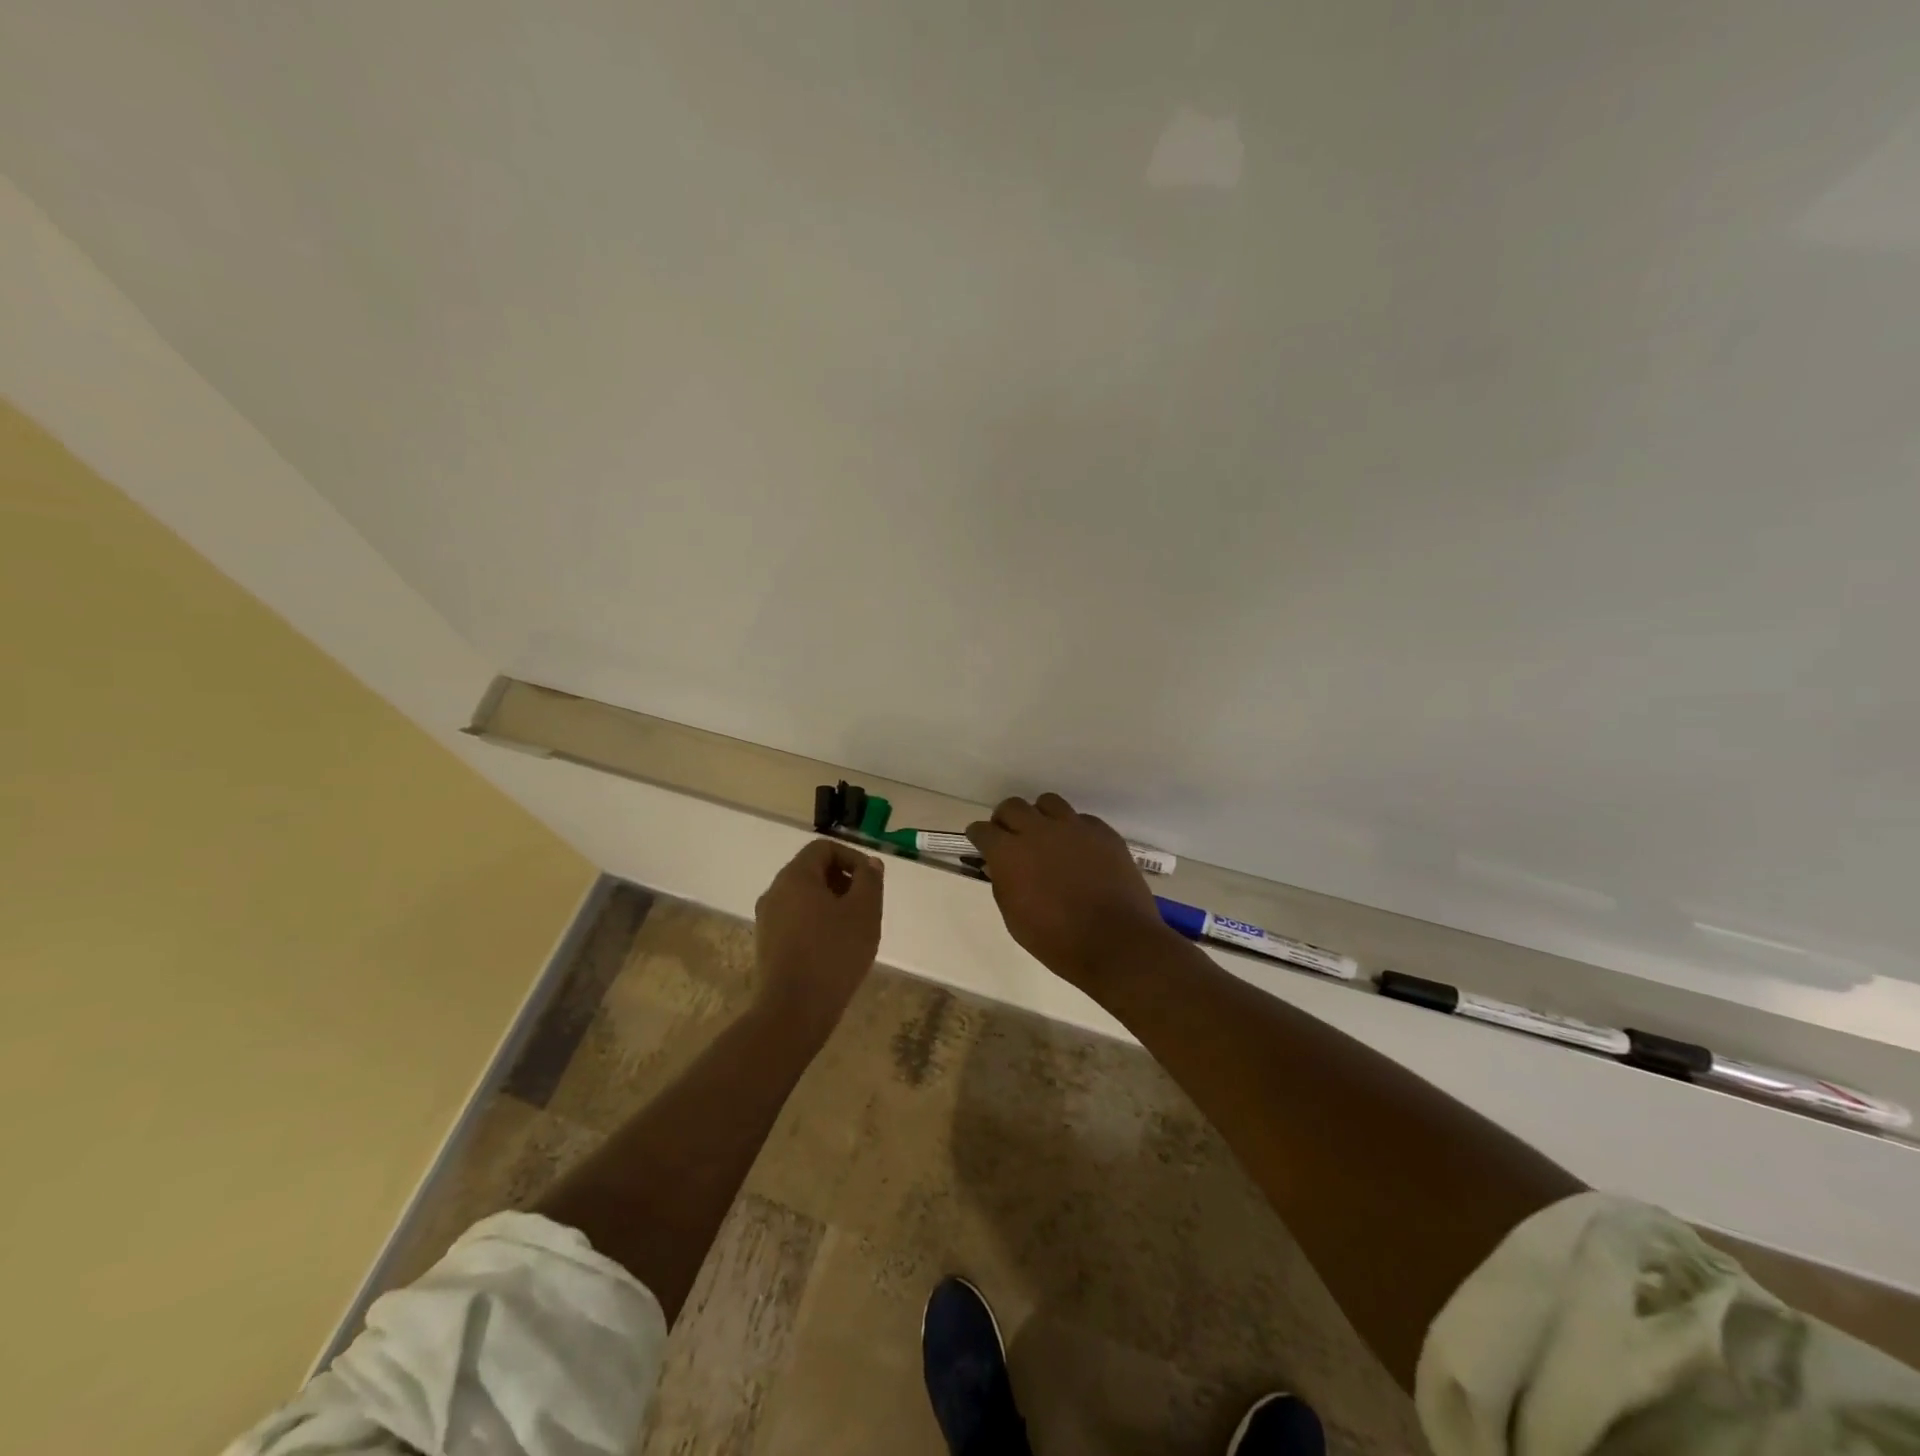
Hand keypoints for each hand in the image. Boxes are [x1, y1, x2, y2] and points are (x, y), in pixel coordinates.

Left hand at [754, 839, 884, 1029]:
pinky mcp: (767, 944)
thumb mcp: (864, 912)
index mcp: (795, 877)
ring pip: (803, 897)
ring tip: (854, 928)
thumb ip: (869, 880)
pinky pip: (795, 919)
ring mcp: (767, 919)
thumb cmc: (833, 954)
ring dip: (831, 903)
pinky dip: (817, 922)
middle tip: (866, 905)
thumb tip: (869, 864)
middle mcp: (774, 892)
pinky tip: (834, 947)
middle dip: (843, 881)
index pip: (823, 848)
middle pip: (812, 871)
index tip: (871, 882)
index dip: (852, 857)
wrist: (793, 1011)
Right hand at [966, 793, 1175, 989]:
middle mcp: (1038, 830)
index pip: (982, 830)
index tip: (982, 844)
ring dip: (1040, 817)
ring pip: (1048, 803)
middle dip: (1006, 820)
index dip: (979, 837)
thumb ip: (1003, 884)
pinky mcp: (1102, 832)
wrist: (1115, 942)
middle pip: (1012, 806)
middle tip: (1012, 838)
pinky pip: (1081, 819)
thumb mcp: (1015, 918)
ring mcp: (1073, 827)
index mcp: (1009, 853)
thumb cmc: (1056, 940)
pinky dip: (1074, 830)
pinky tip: (1079, 851)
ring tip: (1047, 837)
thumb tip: (999, 867)